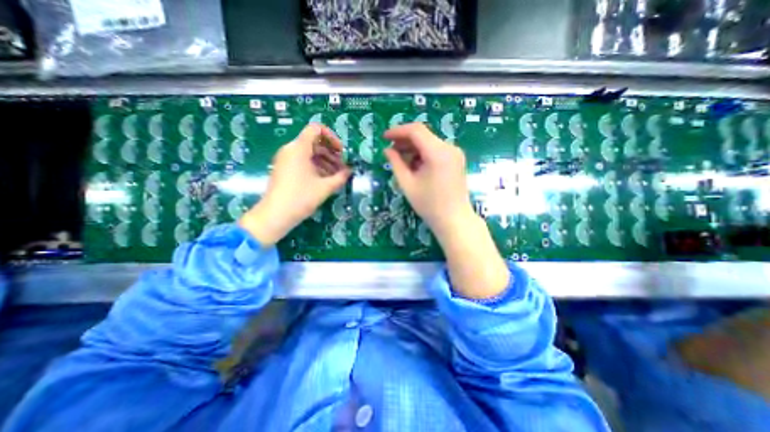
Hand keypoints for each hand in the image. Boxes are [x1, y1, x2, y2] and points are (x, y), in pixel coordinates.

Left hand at [240, 123, 350, 245]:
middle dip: (331, 153)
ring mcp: (286, 160)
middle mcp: (291, 150)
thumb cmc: (301, 197)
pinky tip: (325, 180)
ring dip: (325, 161)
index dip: (332, 137)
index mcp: (299, 148)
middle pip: (314, 142)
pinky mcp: (284, 169)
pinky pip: (303, 162)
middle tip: (342, 167)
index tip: (341, 152)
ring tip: (337, 175)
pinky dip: (316, 167)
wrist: (275, 215)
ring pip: (309, 153)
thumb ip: (340, 177)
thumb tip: (350, 171)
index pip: (316, 129)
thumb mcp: (325, 187)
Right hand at [384, 124, 479, 240]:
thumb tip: (387, 150)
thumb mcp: (408, 184)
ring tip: (400, 159)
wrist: (454, 220)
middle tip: (390, 151)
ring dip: (413, 148)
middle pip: (423, 135)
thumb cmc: (429, 205)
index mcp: (438, 153)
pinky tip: (414, 165)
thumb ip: (396, 163)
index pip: (416, 131)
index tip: (384, 137)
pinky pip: (436, 150)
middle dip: (405, 140)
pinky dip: (423, 153)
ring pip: (429, 142)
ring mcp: (455, 153)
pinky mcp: (456, 159)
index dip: (398, 131)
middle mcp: (449, 148)